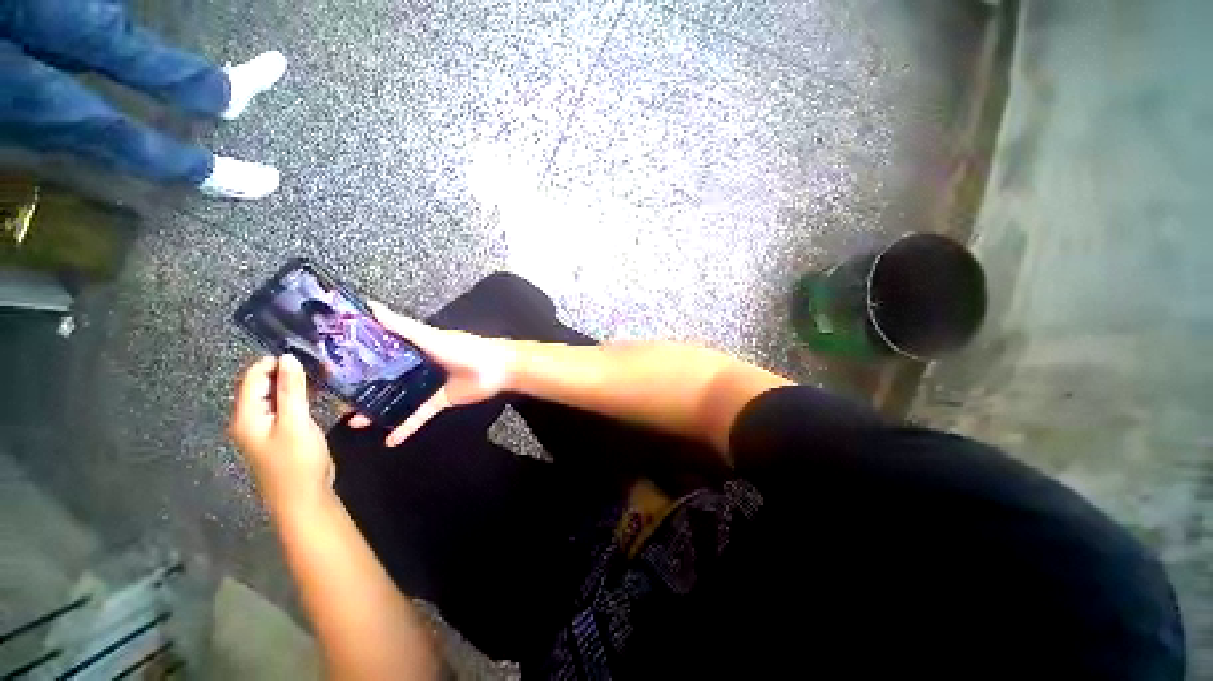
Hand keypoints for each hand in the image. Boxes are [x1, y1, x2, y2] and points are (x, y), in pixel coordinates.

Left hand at [230, 354, 333, 514]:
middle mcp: (250, 420)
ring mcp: (265, 429)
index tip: (303, 352)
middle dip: (286, 372)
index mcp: (246, 416)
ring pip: (276, 397)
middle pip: (262, 387)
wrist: (303, 499)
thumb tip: (288, 358)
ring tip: (321, 374)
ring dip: (294, 385)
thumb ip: (291, 390)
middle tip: (317, 362)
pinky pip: (285, 409)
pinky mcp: (280, 436)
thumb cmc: (297, 461)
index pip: (253, 378)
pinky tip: (317, 395)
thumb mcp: (295, 422)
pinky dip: (298, 398)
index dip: (274, 362)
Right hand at [348, 301, 515, 446]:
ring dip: (378, 409)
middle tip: (337, 398)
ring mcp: (430, 384)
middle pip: (387, 376)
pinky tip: (388, 440)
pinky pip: (419, 415)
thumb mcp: (431, 337)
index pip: (382, 349)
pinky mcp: (441, 400)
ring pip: (398, 397)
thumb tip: (371, 306)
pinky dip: (406, 427)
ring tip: (353, 421)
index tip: (333, 364)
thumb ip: (402, 326)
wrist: (498, 369)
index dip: (360, 356)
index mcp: (416, 346)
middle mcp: (420, 364)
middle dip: (364, 387)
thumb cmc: (464, 350)